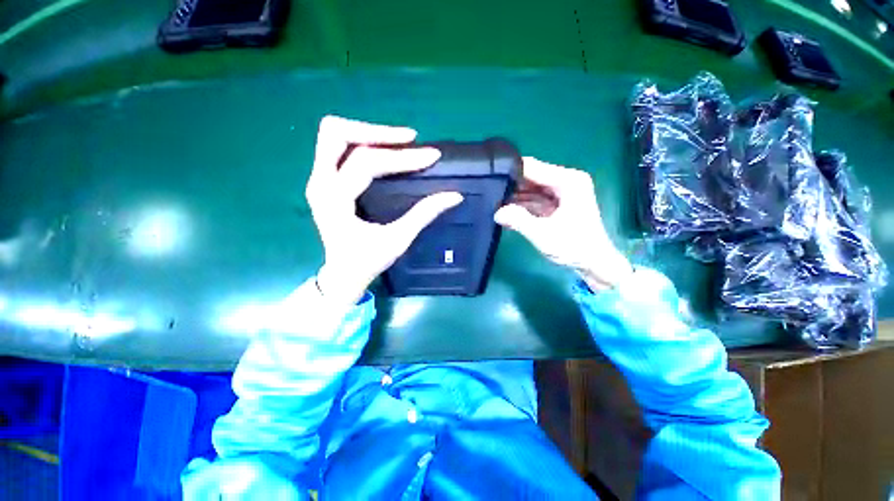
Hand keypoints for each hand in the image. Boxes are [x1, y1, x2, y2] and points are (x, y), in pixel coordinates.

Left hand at [306, 116, 462, 305]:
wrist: (343, 274)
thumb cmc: (368, 261)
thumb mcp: (398, 240)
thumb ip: (423, 214)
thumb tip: (454, 196)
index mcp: (334, 200)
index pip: (366, 164)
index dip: (401, 158)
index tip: (431, 156)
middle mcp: (319, 183)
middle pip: (337, 134)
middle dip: (377, 133)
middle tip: (409, 140)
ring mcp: (318, 179)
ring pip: (335, 136)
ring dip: (369, 134)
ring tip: (400, 143)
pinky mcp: (324, 180)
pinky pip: (339, 148)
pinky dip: (363, 143)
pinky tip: (386, 151)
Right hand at [494, 157, 632, 290]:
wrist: (595, 264)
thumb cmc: (574, 247)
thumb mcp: (543, 234)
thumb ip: (518, 220)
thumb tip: (496, 212)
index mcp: (568, 181)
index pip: (533, 168)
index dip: (510, 171)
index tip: (488, 177)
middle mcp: (565, 181)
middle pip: (531, 177)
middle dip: (510, 185)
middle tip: (487, 192)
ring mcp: (561, 193)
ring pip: (531, 189)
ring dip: (513, 197)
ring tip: (492, 202)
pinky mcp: (557, 204)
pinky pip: (535, 200)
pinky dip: (521, 206)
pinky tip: (504, 212)